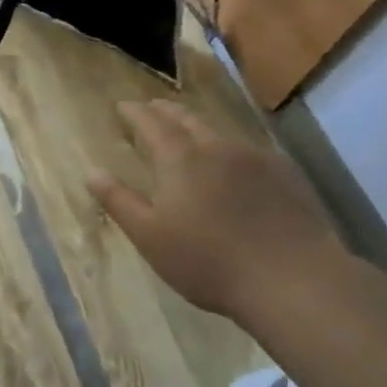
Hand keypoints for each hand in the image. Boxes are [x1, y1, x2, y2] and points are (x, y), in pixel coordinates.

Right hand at [87, 99, 341, 320]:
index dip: (134, 112)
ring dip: (197, 126)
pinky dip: (228, 147)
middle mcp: (217, 147)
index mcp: (180, 158)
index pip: (150, 122)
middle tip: (152, 108)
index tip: (122, 106)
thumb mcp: (150, 236)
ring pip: (219, 131)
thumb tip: (92, 172)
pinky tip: (233, 164)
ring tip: (188, 131)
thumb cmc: (208, 261)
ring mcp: (256, 158)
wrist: (294, 280)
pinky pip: (248, 149)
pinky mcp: (286, 175)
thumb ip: (119, 201)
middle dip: (165, 110)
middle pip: (187, 118)